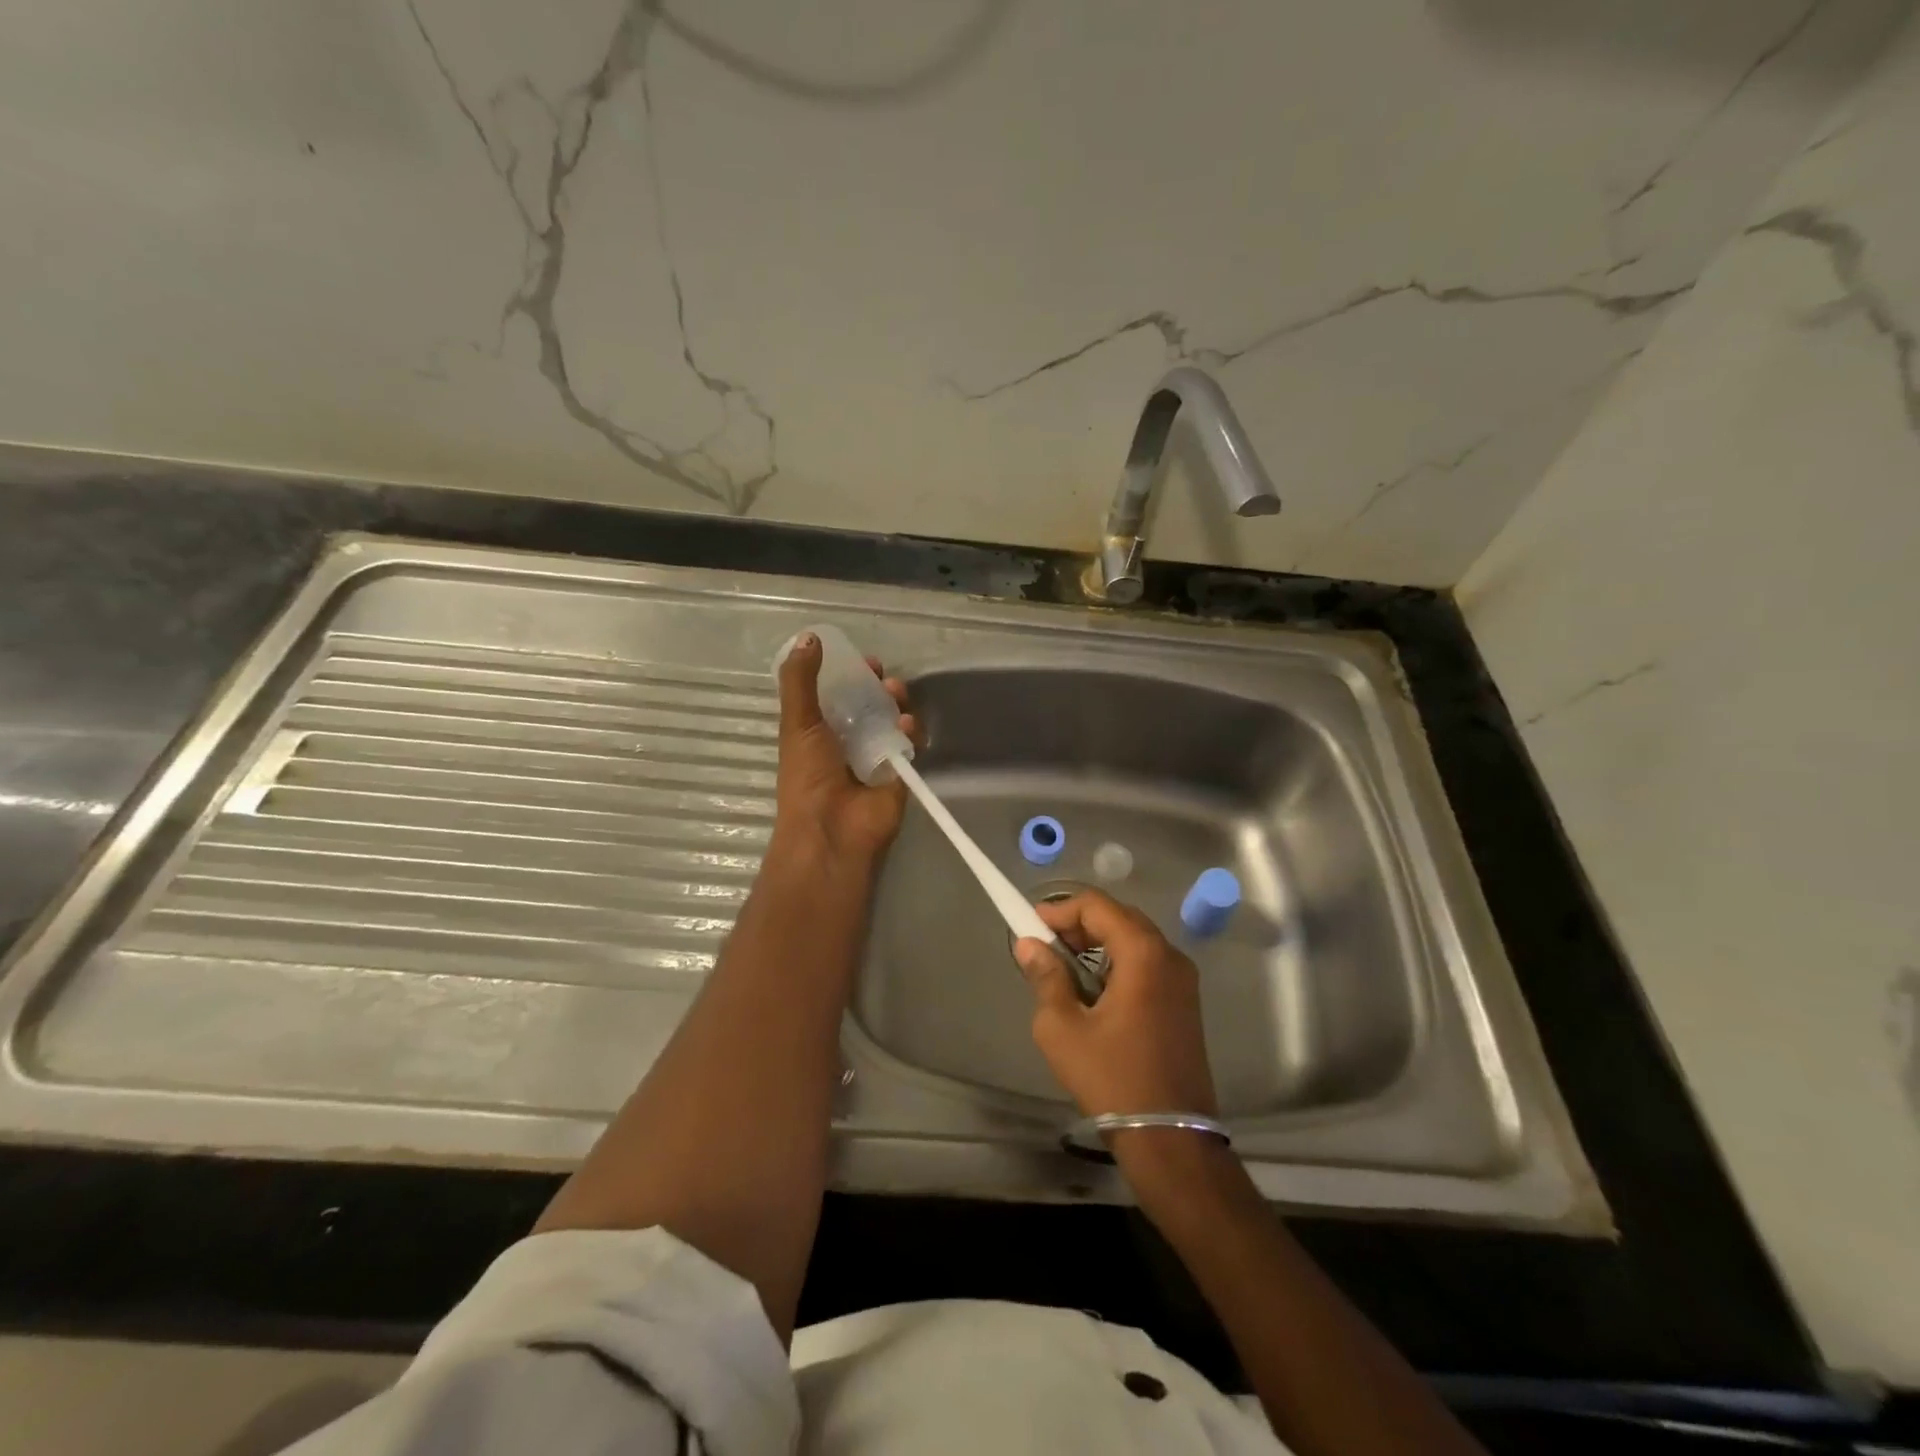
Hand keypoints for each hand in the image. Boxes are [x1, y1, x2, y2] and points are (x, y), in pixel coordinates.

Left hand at [771, 632, 917, 869]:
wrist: (832, 831)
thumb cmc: (808, 775)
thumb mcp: (797, 721)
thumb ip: (801, 680)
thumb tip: (809, 636)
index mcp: (817, 732)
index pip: (837, 695)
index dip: (850, 676)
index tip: (863, 661)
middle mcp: (846, 743)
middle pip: (868, 705)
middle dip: (878, 686)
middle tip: (883, 675)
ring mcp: (874, 758)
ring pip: (891, 721)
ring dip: (896, 703)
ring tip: (896, 695)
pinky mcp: (899, 773)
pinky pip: (909, 744)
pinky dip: (910, 731)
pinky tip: (906, 724)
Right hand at [1013, 890, 1218, 1119]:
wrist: (1170, 1138)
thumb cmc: (1112, 1078)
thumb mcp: (1063, 1028)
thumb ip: (1045, 977)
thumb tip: (1030, 945)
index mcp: (1143, 953)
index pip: (1097, 906)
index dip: (1060, 909)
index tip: (1031, 926)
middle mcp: (1170, 955)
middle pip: (1119, 917)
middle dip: (1078, 923)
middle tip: (1045, 944)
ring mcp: (1183, 979)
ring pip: (1134, 939)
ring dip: (1098, 942)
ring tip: (1064, 966)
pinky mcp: (1185, 1001)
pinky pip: (1148, 962)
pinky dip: (1117, 961)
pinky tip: (1094, 989)